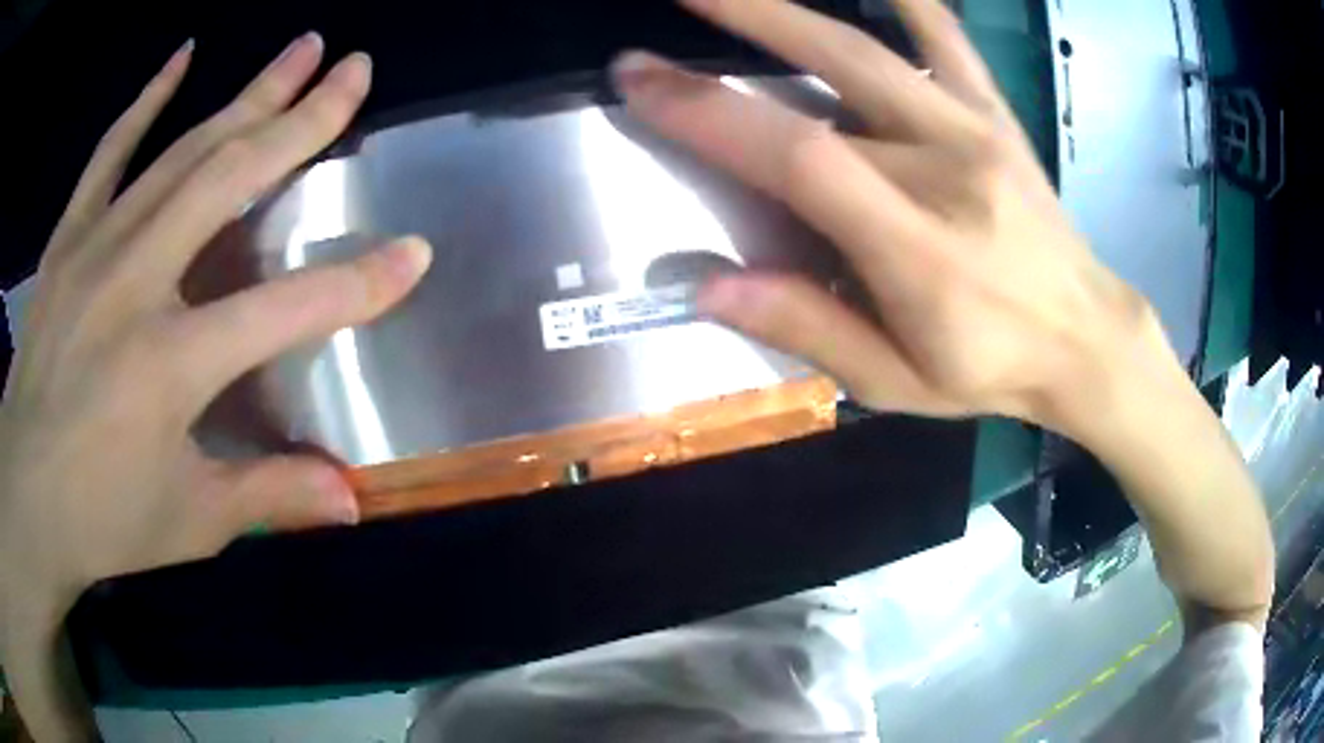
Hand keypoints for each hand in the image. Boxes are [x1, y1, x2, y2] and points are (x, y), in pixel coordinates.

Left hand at [0, 34, 429, 739]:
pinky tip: (184, 56)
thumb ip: (270, 497)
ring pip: (182, 150)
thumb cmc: (101, 520)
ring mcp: (94, 249)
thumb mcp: (190, 523)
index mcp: (169, 364)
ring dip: (248, 93)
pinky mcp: (66, 242)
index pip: (284, 309)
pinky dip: (147, 100)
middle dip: (304, 119)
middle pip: (232, 179)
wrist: (26, 501)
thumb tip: (352, 502)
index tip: (414, 252)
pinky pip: (110, 153)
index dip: (356, 284)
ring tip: (302, 47)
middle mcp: (135, 283)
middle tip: (356, 69)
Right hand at [613, 0, 1170, 433]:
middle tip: (670, 6)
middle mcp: (947, 169)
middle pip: (833, 74)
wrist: (1085, 338)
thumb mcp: (897, 382)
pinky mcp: (995, 115)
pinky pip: (949, 39)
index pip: (801, 159)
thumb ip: (807, 328)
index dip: (712, 113)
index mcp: (918, 249)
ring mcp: (976, 131)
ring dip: (793, 5)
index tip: (640, 81)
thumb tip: (707, 286)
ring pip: (875, 46)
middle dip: (738, 26)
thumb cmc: (991, 368)